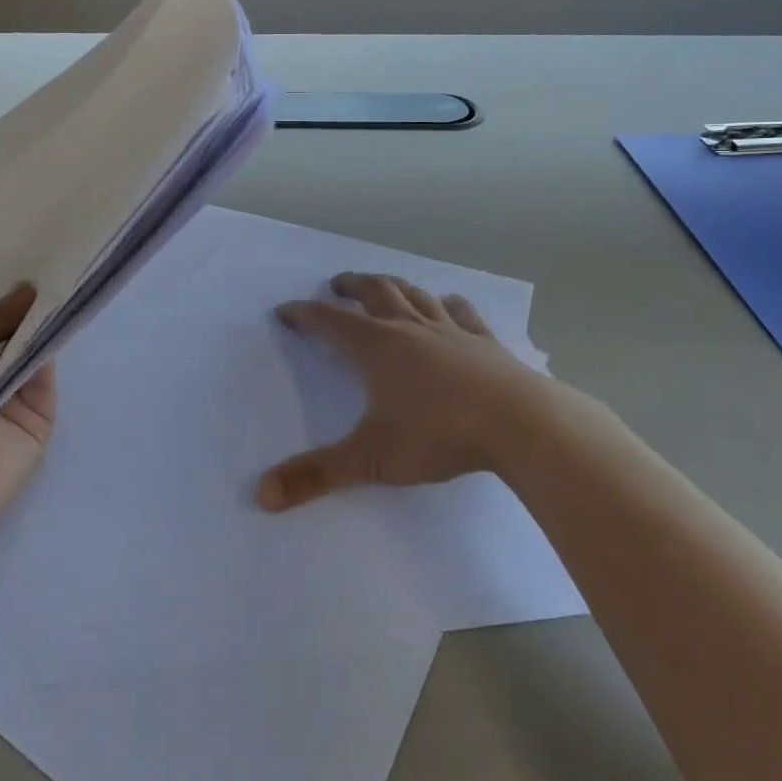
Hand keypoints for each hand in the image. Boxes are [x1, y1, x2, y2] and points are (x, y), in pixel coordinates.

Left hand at [0, 284, 55, 548]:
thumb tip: (30, 287)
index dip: (9, 290)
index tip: (38, 254)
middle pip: (17, 330)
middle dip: (36, 302)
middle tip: (67, 260)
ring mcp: (11, 396)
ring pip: (36, 350)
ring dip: (51, 322)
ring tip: (77, 277)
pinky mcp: (37, 419)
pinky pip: (49, 377)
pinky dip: (57, 350)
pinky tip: (73, 314)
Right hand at [257, 272, 547, 512]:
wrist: (520, 423)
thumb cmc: (439, 435)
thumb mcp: (372, 460)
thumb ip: (317, 476)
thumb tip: (262, 495)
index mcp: (376, 348)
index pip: (329, 322)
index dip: (304, 315)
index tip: (285, 311)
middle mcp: (408, 328)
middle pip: (373, 292)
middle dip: (350, 286)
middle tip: (335, 285)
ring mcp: (450, 330)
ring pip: (414, 295)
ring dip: (393, 286)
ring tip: (382, 286)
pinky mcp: (483, 341)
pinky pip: (460, 311)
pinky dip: (446, 304)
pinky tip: (447, 306)